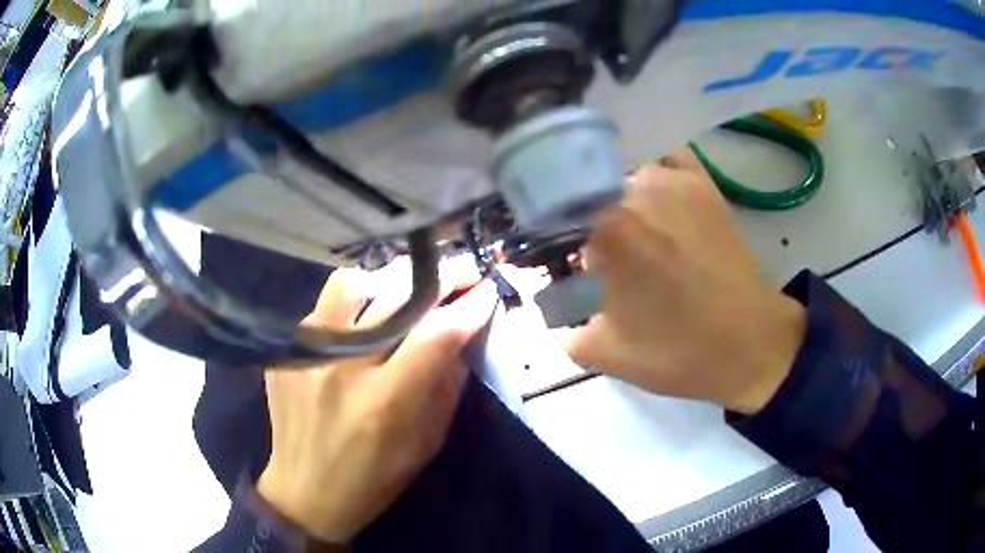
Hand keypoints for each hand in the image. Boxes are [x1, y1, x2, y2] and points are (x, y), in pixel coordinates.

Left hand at [257, 258, 497, 543]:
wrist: (305, 492)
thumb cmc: (374, 480)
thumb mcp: (425, 445)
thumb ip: (446, 388)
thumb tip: (462, 336)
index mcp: (384, 402)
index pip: (435, 337)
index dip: (468, 308)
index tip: (486, 291)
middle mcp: (343, 369)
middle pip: (394, 297)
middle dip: (438, 280)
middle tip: (458, 275)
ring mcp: (308, 355)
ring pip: (351, 285)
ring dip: (386, 280)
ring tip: (404, 290)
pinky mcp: (287, 352)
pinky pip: (324, 306)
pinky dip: (352, 303)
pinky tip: (362, 318)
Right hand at [565, 149, 806, 413]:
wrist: (750, 344)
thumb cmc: (678, 352)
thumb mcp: (602, 353)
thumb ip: (558, 324)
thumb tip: (545, 297)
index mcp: (605, 229)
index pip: (551, 216)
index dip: (547, 240)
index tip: (555, 264)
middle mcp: (633, 189)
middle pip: (585, 193)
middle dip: (581, 223)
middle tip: (596, 259)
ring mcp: (672, 180)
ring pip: (620, 175)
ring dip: (614, 199)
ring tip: (630, 235)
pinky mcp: (701, 183)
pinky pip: (662, 161)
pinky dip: (650, 175)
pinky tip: (652, 201)